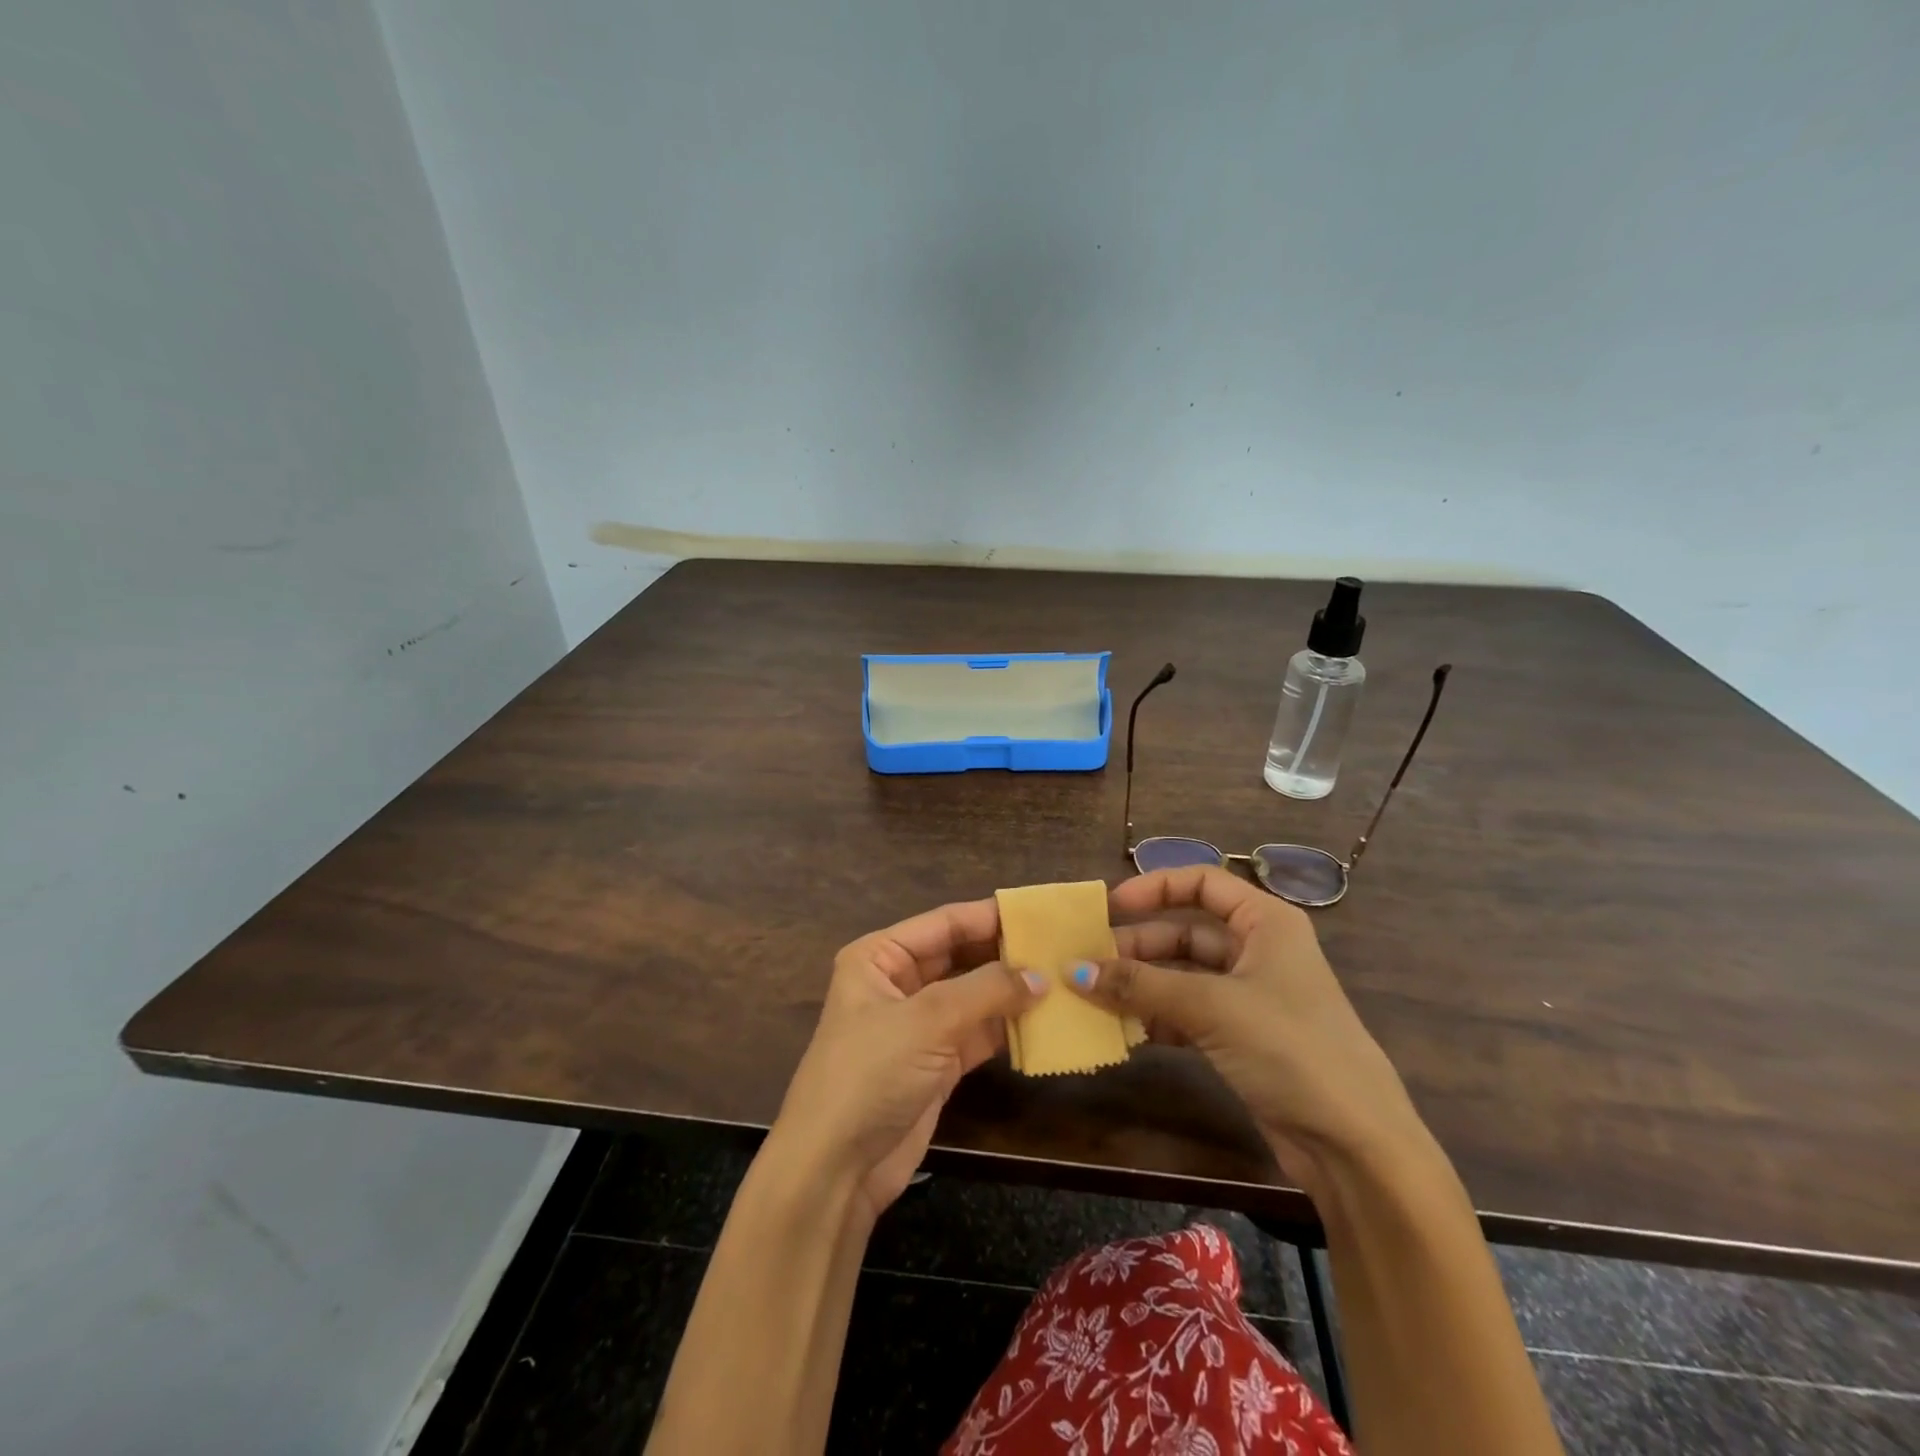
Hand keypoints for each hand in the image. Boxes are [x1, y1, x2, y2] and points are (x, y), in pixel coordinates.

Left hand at [770, 898, 1044, 1223]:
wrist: (835, 1169)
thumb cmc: (870, 1074)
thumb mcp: (927, 1021)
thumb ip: (987, 990)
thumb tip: (1041, 975)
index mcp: (880, 956)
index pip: (944, 923)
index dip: (990, 916)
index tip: (1041, 913)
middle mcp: (898, 982)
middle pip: (960, 956)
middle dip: (1004, 953)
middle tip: (1059, 947)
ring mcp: (918, 1025)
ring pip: (973, 995)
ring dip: (1011, 991)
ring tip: (1062, 979)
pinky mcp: (935, 1063)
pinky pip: (978, 1033)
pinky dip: (1006, 1027)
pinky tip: (1044, 1020)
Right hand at [1074, 866, 1429, 1191]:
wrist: (1354, 1145)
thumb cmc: (1289, 1047)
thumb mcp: (1211, 1006)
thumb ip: (1140, 984)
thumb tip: (1072, 970)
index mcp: (1265, 922)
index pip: (1203, 882)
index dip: (1155, 887)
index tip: (1111, 906)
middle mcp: (1258, 950)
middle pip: (1186, 932)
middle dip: (1138, 946)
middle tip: (1089, 963)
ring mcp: (1249, 997)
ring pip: (1182, 975)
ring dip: (1141, 984)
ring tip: (1094, 996)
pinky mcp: (1241, 1038)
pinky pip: (1186, 1014)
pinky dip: (1156, 1018)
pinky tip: (1123, 1030)